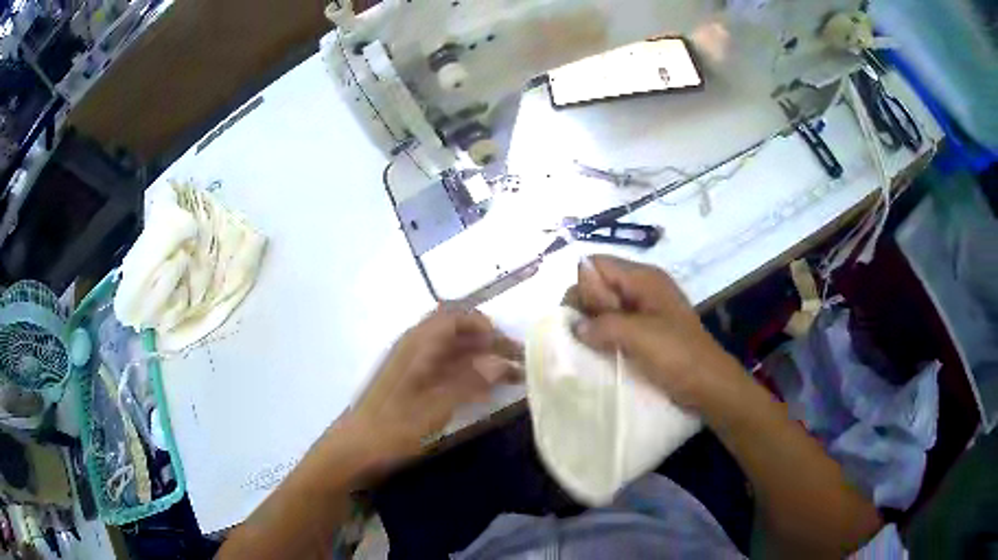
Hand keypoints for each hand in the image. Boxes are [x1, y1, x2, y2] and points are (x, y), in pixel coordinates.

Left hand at [342, 306, 521, 462]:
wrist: (355, 449)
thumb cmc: (392, 428)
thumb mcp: (433, 407)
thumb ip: (468, 382)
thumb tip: (500, 362)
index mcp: (418, 345)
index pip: (454, 317)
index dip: (484, 325)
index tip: (508, 345)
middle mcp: (416, 348)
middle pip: (457, 331)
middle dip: (489, 341)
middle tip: (517, 360)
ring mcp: (414, 365)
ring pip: (454, 350)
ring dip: (482, 357)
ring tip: (512, 375)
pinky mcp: (413, 383)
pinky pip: (447, 368)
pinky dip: (469, 373)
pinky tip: (485, 390)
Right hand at [563, 255, 741, 408]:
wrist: (709, 386)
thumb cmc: (678, 356)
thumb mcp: (638, 336)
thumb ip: (602, 324)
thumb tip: (574, 325)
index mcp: (643, 278)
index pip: (595, 264)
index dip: (583, 285)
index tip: (584, 316)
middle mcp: (641, 288)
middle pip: (598, 284)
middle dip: (586, 308)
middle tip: (592, 337)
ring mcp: (645, 311)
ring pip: (605, 308)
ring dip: (594, 326)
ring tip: (592, 349)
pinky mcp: (646, 333)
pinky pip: (616, 326)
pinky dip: (605, 338)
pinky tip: (602, 354)